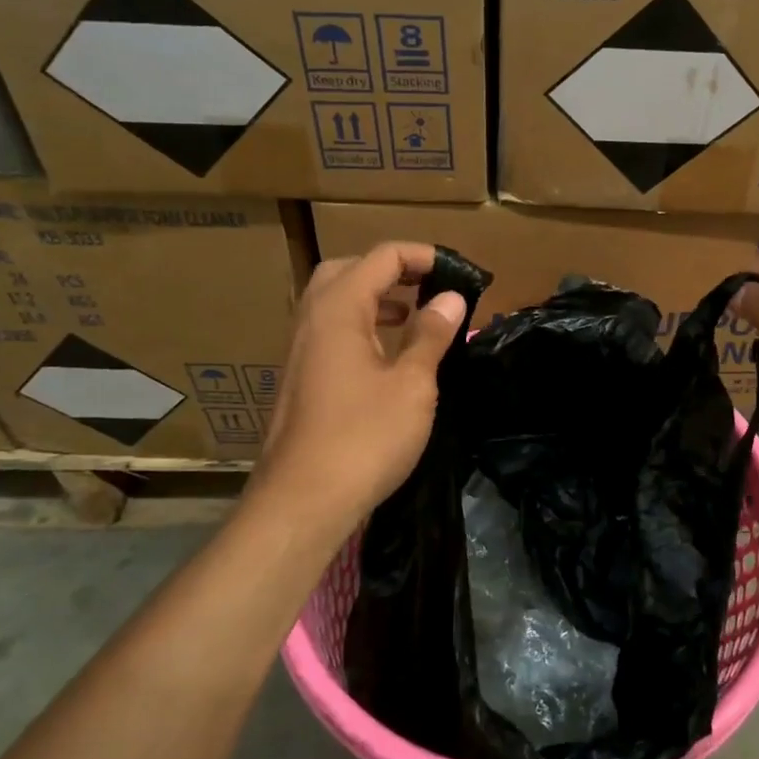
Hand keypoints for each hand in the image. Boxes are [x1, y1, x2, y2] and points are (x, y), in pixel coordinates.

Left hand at [248, 242, 464, 558]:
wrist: (303, 502)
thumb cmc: (364, 437)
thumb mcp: (412, 384)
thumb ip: (431, 335)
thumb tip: (451, 297)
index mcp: (338, 309)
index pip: (381, 257)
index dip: (422, 256)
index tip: (457, 272)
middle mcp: (312, 320)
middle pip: (348, 270)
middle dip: (391, 270)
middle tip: (428, 285)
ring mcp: (300, 351)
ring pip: (335, 302)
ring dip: (375, 297)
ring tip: (413, 314)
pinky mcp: (300, 379)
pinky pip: (331, 331)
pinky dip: (362, 326)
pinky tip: (388, 355)